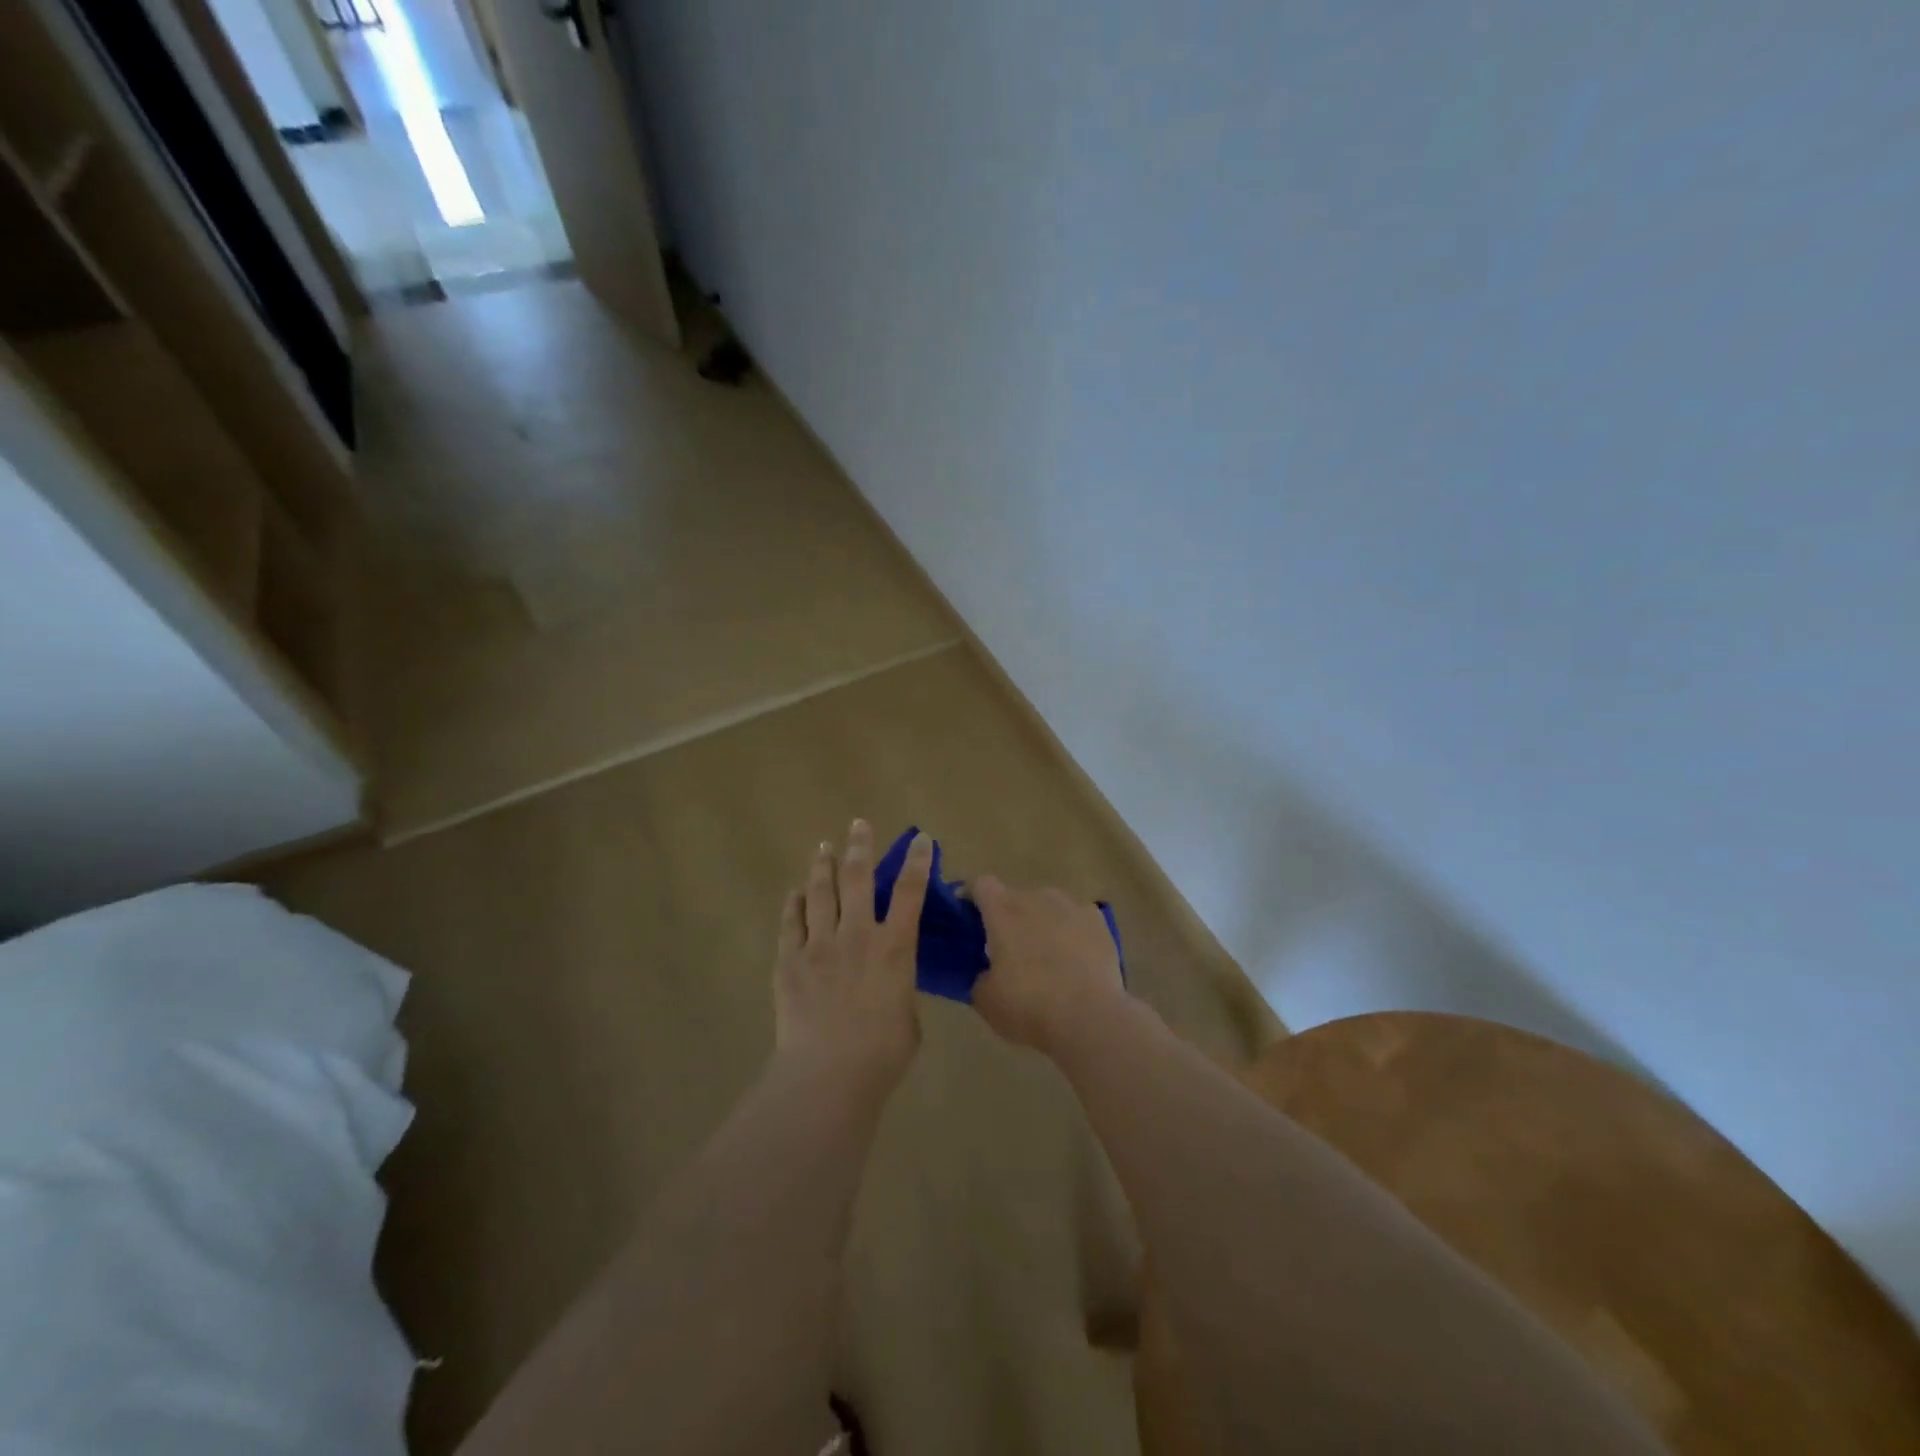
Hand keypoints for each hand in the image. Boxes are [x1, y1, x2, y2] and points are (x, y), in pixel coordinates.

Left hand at [774, 820, 933, 1089]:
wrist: (828, 1073)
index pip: (911, 893)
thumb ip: (899, 992)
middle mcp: (858, 935)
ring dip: (823, 866)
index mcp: (894, 948)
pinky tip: (796, 892)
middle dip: (860, 847)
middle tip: (858, 825)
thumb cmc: (882, 1054)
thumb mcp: (908, 1019)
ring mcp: (819, 945)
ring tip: (823, 847)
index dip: (918, 862)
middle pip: (858, 879)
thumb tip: (890, 986)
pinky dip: (794, 904)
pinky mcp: (790, 961)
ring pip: (821, 893)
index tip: (921, 839)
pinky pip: (791, 923)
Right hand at [971, 876, 1126, 1053]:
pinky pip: (1077, 920)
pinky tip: (1077, 960)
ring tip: (1047, 957)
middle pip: (1016, 897)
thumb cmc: (1028, 1005)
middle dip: (1010, 917)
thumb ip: (980, 977)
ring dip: (1042, 923)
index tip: (969, 919)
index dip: (972, 898)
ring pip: (1048, 906)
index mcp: (1002, 910)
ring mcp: (1071, 906)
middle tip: (1009, 951)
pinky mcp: (1098, 921)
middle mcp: (1036, 897)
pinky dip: (1073, 933)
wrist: (1089, 1017)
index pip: (980, 885)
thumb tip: (987, 973)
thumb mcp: (986, 1000)